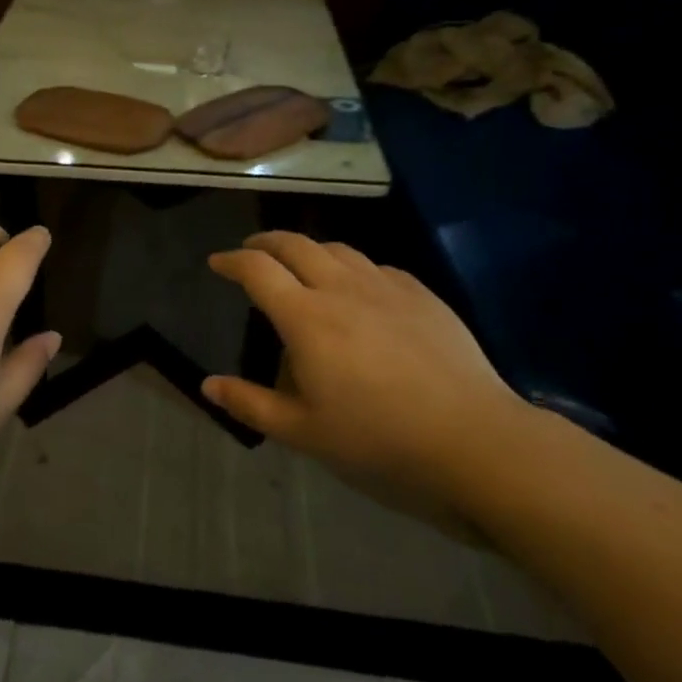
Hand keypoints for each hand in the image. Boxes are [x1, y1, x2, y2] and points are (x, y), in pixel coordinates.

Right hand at [206, 233, 530, 518]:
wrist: (474, 439)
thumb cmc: (379, 439)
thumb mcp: (303, 432)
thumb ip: (251, 404)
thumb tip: (208, 384)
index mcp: (305, 317)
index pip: (257, 269)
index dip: (231, 260)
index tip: (218, 263)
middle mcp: (341, 288)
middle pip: (294, 243)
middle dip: (265, 242)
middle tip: (252, 252)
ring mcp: (385, 287)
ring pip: (337, 248)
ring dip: (308, 249)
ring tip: (300, 265)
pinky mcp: (421, 295)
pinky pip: (375, 266)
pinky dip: (351, 267)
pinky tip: (358, 289)